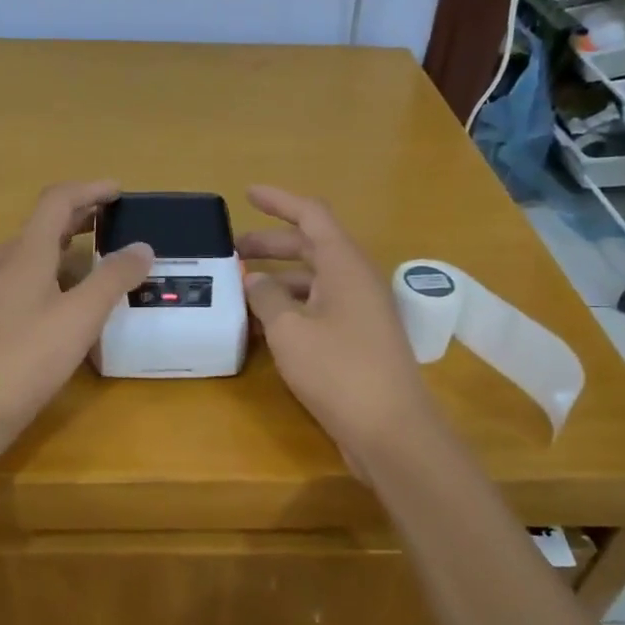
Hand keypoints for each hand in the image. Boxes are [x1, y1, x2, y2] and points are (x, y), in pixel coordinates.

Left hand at [0, 182, 153, 436]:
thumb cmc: (28, 356)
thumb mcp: (81, 316)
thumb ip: (113, 278)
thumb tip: (142, 247)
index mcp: (25, 252)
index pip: (57, 200)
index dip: (89, 189)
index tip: (118, 191)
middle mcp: (2, 262)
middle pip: (43, 225)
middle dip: (79, 216)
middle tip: (113, 222)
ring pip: (30, 254)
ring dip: (64, 248)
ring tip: (95, 263)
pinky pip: (21, 280)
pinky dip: (49, 275)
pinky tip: (63, 304)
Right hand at [237, 185, 441, 470]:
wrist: (391, 431)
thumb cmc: (339, 371)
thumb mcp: (290, 330)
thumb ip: (267, 297)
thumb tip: (255, 279)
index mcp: (344, 265)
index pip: (311, 215)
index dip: (279, 201)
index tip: (247, 194)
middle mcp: (356, 280)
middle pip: (311, 247)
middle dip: (271, 244)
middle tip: (233, 251)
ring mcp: (360, 311)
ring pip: (314, 281)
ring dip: (278, 280)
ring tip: (240, 290)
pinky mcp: (358, 340)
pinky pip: (319, 309)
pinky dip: (291, 308)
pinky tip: (263, 327)